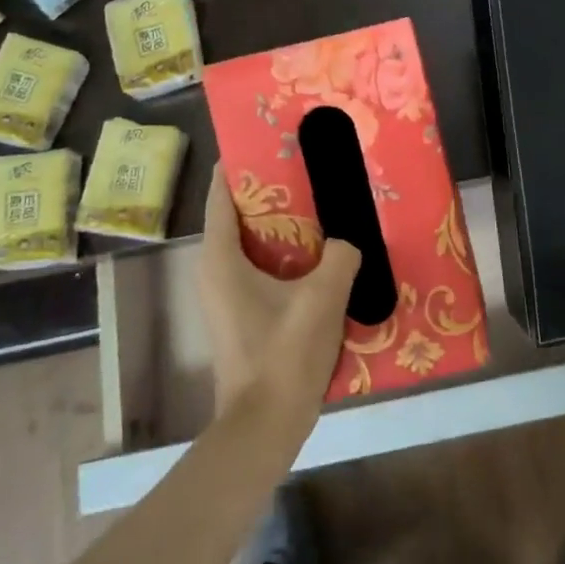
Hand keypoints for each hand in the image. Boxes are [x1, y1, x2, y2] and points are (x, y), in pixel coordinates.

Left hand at [198, 164, 361, 426]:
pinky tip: (324, 255)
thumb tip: (348, 241)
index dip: (241, 164)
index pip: (222, 194)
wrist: (265, 423)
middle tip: (310, 168)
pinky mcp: (243, 314)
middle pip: (240, 216)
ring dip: (284, 226)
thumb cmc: (284, 354)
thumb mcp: (323, 297)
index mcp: (221, 258)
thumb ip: (341, 256)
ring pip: (255, 244)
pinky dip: (288, 255)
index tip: (270, 140)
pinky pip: (264, 268)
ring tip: (323, 205)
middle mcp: (216, 270)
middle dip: (273, 191)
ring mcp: (227, 295)